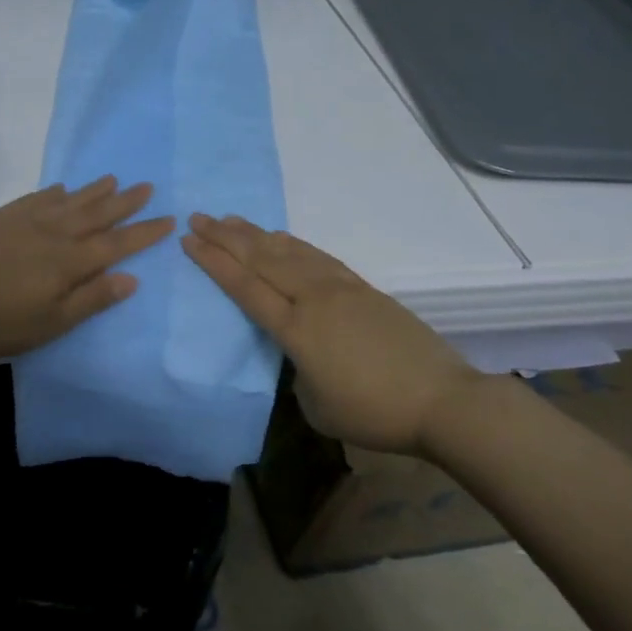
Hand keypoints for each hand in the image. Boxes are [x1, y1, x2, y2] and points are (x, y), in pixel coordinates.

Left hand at [0, 177, 174, 359]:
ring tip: (114, 179)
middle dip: (124, 203)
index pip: (115, 244)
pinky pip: (37, 198)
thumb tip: (131, 278)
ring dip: (94, 191)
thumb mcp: (49, 323)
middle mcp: (53, 234)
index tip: (168, 220)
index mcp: (68, 262)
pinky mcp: (1, 218)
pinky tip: (61, 188)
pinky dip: (54, 192)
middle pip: (96, 215)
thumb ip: (90, 300)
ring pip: (69, 202)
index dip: (143, 233)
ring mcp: (25, 222)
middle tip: (147, 187)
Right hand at [181, 214, 480, 454]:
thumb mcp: (317, 406)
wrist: (442, 401)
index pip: (245, 288)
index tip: (189, 241)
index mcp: (296, 330)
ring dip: (256, 234)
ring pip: (289, 252)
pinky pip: (317, 257)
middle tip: (198, 218)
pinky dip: (293, 243)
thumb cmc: (374, 412)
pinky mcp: (363, 289)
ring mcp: (341, 289)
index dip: (214, 263)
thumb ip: (298, 374)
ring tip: (231, 220)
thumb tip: (301, 355)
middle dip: (225, 238)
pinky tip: (281, 237)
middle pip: (262, 260)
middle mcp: (314, 300)